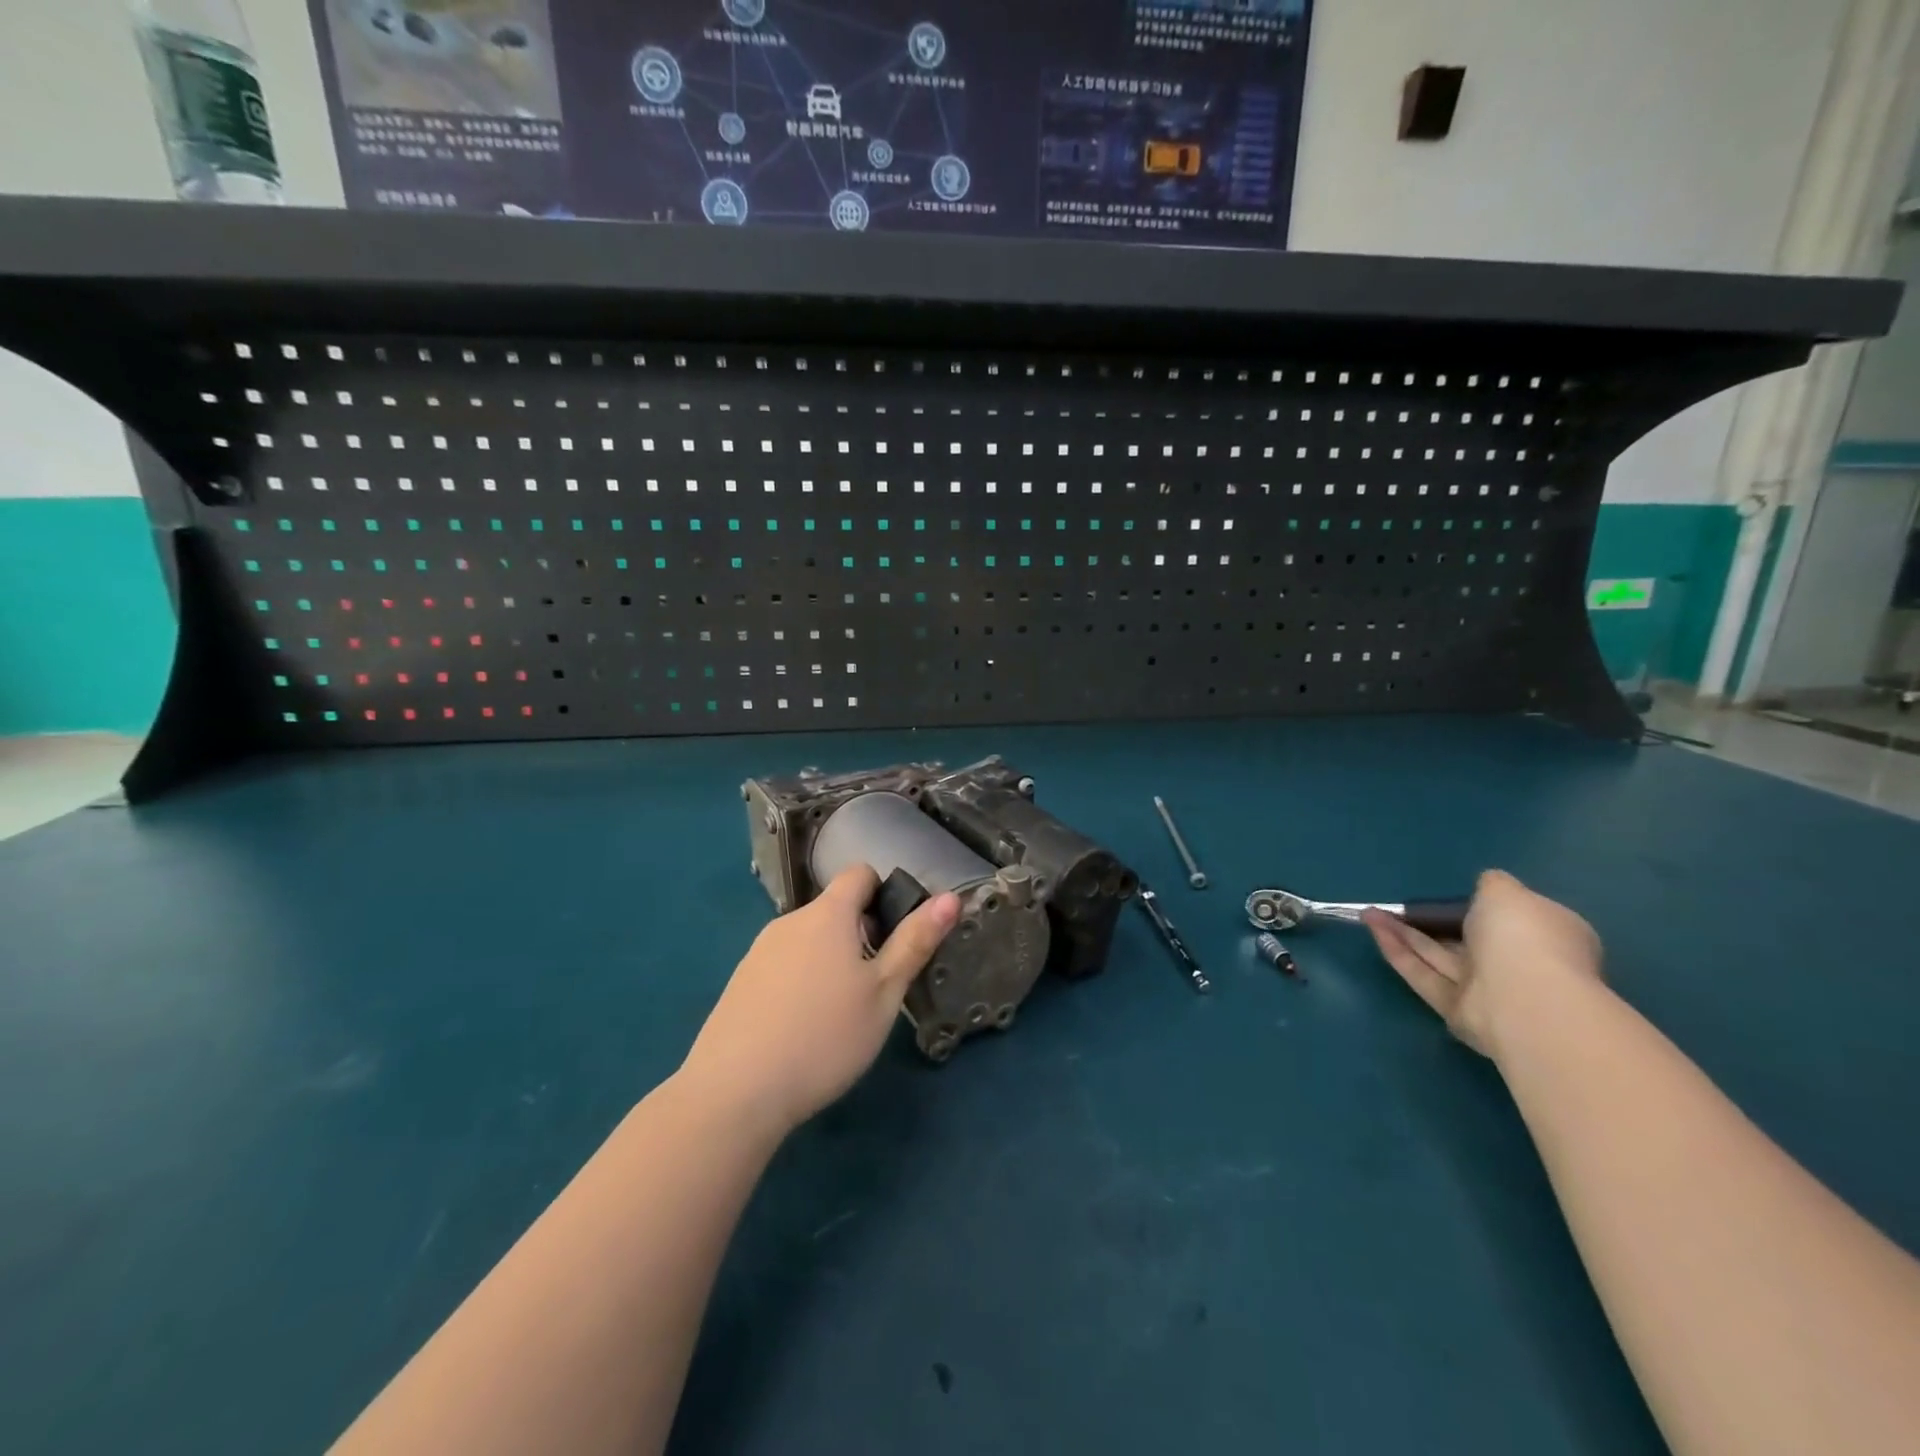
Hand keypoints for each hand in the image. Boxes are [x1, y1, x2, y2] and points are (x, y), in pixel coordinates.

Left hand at [681, 867, 959, 1137]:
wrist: (735, 1092)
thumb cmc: (825, 1037)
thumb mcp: (884, 993)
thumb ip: (915, 942)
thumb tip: (950, 897)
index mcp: (828, 914)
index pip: (859, 874)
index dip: (884, 894)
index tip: (895, 938)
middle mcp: (790, 921)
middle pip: (834, 910)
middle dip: (861, 935)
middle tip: (875, 987)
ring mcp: (759, 951)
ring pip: (808, 940)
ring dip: (831, 960)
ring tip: (839, 1014)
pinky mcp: (740, 982)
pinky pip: (783, 965)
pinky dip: (801, 982)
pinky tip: (802, 1029)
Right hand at [1361, 869, 1602, 1061]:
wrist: (1522, 998)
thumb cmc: (1521, 936)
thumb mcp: (1505, 891)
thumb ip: (1492, 884)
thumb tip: (1486, 886)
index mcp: (1545, 935)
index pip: (1515, 918)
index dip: (1485, 905)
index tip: (1454, 893)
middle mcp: (1520, 964)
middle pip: (1469, 939)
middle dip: (1432, 920)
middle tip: (1400, 904)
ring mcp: (1489, 991)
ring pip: (1440, 956)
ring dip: (1403, 933)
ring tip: (1369, 912)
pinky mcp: (1458, 1010)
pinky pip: (1424, 975)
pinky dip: (1398, 951)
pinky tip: (1373, 929)